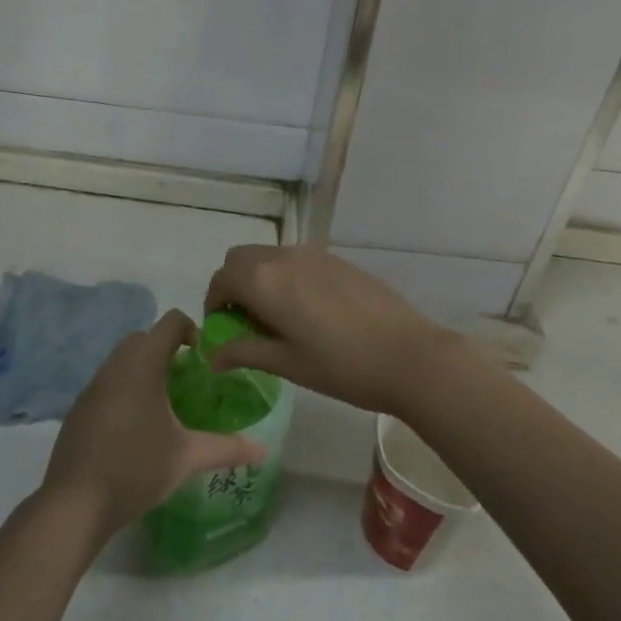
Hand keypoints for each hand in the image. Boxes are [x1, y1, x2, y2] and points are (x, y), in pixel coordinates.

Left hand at [41, 310, 265, 538]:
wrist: (75, 502)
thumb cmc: (136, 468)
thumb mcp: (187, 457)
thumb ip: (226, 448)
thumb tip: (263, 451)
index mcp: (143, 364)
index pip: (170, 322)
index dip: (191, 329)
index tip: (205, 358)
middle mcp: (116, 365)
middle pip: (144, 337)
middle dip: (167, 348)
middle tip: (187, 379)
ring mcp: (93, 385)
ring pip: (122, 359)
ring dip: (144, 368)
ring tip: (165, 403)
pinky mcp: (79, 407)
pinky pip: (107, 382)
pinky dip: (125, 388)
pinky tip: (135, 426)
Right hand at [203, 245, 456, 415]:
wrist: (408, 355)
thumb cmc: (341, 366)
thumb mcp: (286, 363)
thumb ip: (244, 352)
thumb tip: (211, 355)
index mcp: (264, 281)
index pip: (220, 280)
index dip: (214, 304)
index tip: (223, 331)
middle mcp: (283, 257)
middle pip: (240, 259)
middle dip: (233, 284)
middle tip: (245, 321)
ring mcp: (312, 254)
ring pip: (268, 256)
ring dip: (259, 278)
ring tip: (277, 318)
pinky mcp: (336, 258)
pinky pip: (295, 260)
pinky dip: (285, 276)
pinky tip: (308, 310)